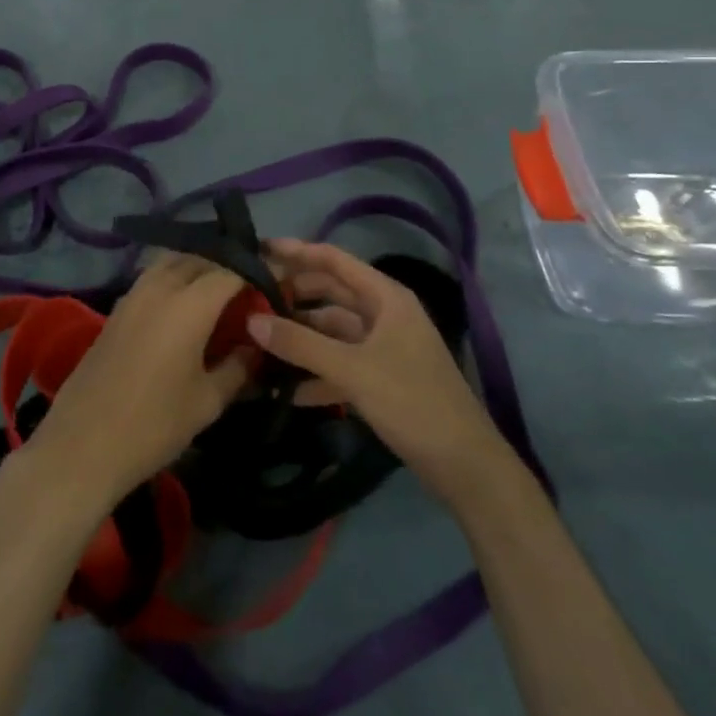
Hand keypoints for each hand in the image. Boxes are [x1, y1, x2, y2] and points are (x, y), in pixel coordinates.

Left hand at [24, 253, 254, 507]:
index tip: (277, 284)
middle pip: (201, 258)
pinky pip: (154, 277)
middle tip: (250, 289)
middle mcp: (160, 286)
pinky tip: (186, 308)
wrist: (83, 444)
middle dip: (228, 266)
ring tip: (220, 295)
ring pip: (173, 262)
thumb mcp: (208, 401)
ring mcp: (133, 294)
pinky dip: (175, 279)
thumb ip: (239, 366)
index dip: (257, 272)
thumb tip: (257, 345)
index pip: (232, 270)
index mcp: (189, 304)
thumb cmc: (154, 425)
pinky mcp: (117, 308)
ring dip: (199, 268)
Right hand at [250, 240, 507, 500]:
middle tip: (250, 299)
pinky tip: (285, 389)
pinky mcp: (381, 379)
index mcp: (386, 297)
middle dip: (293, 296)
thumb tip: (251, 320)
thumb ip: (300, 344)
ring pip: (332, 331)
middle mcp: (384, 314)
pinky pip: (340, 364)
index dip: (296, 251)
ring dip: (300, 336)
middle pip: (330, 293)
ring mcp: (384, 347)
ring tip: (258, 342)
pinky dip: (315, 372)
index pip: (333, 260)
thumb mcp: (351, 370)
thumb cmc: (412, 402)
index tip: (258, 249)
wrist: (465, 466)